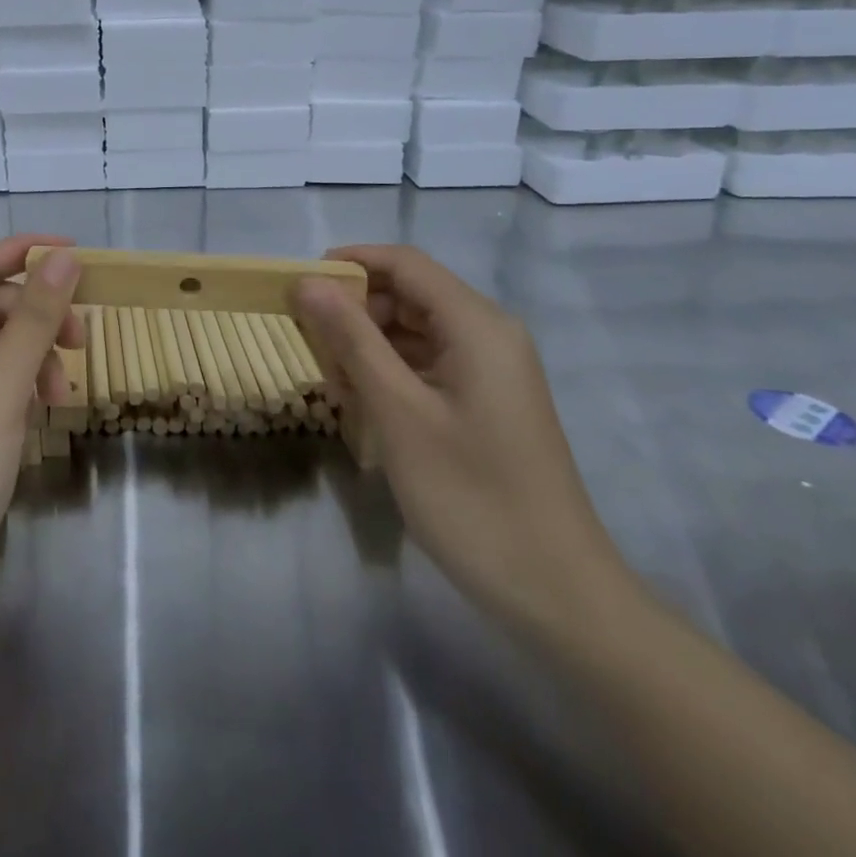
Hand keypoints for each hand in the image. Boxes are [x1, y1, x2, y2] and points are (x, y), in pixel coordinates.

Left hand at [0, 236, 83, 642]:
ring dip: (33, 357)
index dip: (26, 251)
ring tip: (63, 395)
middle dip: (37, 318)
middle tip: (83, 340)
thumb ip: (35, 317)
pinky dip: (19, 386)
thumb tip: (64, 258)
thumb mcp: (0, 387)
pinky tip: (41, 413)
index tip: (79, 253)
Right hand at [295, 245, 632, 637]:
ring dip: (368, 344)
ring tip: (329, 379)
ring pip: (415, 329)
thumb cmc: (472, 496)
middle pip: (409, 294)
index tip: (298, 284)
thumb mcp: (399, 412)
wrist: (557, 593)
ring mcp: (490, 369)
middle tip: (307, 341)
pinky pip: (428, 362)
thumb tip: (309, 282)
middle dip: (355, 309)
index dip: (350, 262)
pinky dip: (390, 372)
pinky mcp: (486, 400)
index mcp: (477, 324)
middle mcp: (489, 334)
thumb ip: (352, 339)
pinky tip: (361, 402)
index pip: (404, 263)